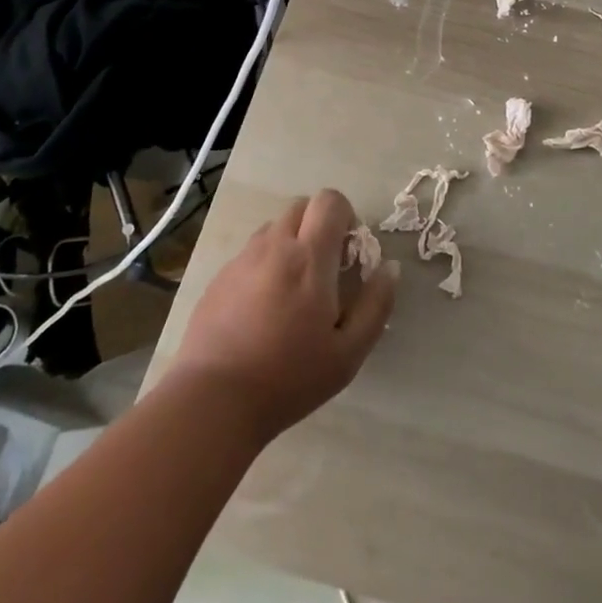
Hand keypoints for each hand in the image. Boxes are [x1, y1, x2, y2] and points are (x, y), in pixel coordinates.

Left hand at [173, 188, 396, 442]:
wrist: (212, 402)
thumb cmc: (288, 378)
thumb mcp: (348, 353)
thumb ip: (376, 305)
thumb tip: (389, 268)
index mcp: (310, 257)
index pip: (330, 200)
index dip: (345, 216)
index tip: (348, 254)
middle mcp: (275, 246)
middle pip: (302, 206)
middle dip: (319, 226)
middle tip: (325, 270)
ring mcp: (242, 260)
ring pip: (274, 228)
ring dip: (291, 243)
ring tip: (293, 290)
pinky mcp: (219, 278)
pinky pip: (250, 253)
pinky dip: (265, 265)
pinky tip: (262, 309)